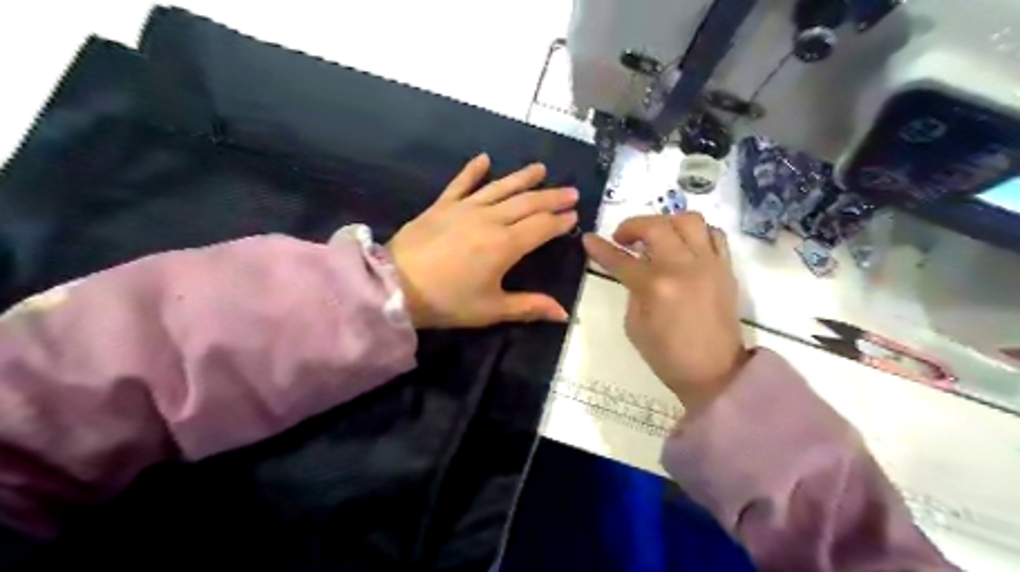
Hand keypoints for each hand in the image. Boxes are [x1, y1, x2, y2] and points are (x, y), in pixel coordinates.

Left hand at [391, 154, 575, 328]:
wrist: (395, 287)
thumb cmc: (447, 301)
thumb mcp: (491, 309)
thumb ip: (529, 307)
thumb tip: (564, 314)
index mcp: (505, 245)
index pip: (541, 227)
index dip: (560, 221)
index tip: (574, 216)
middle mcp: (490, 219)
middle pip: (527, 203)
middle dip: (552, 197)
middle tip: (571, 191)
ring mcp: (465, 208)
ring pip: (501, 188)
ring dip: (523, 178)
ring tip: (541, 168)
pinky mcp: (442, 205)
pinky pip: (461, 183)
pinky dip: (473, 170)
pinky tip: (484, 159)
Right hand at [585, 215, 746, 409]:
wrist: (716, 372)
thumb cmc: (668, 356)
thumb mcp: (634, 326)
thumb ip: (632, 291)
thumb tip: (635, 271)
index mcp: (656, 287)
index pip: (621, 260)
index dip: (601, 248)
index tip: (589, 239)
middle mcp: (684, 267)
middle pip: (656, 226)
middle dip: (633, 226)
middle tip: (623, 239)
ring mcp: (709, 264)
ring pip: (689, 220)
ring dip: (667, 222)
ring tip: (657, 237)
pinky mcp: (726, 268)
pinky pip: (714, 234)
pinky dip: (696, 233)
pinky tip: (684, 245)